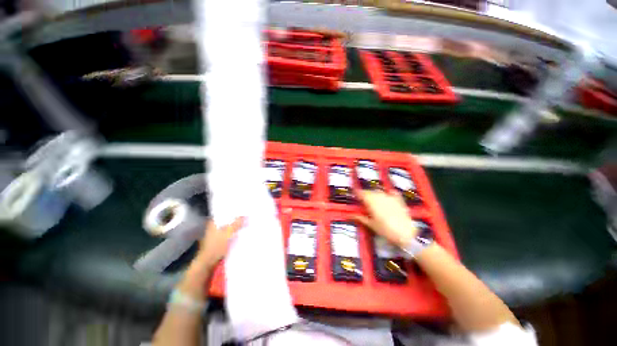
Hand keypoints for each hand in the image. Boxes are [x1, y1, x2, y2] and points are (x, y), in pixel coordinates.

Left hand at [179, 217, 244, 298]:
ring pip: (228, 228)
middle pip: (226, 220)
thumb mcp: (227, 233)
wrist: (207, 264)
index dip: (231, 210)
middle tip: (247, 215)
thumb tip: (246, 215)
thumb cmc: (215, 246)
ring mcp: (216, 236)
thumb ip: (236, 224)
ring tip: (246, 223)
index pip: (222, 213)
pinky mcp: (219, 243)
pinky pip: (229, 235)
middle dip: (235, 218)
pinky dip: (234, 234)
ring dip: (235, 227)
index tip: (241, 208)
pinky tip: (242, 233)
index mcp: (213, 223)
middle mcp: (213, 228)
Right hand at [354, 190, 416, 247]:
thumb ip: (361, 218)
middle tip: (363, 199)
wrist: (405, 234)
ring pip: (379, 192)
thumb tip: (352, 214)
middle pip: (370, 192)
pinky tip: (387, 195)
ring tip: (373, 199)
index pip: (362, 194)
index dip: (357, 193)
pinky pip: (392, 192)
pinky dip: (388, 193)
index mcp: (372, 203)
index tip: (354, 193)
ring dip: (374, 194)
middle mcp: (380, 197)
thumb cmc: (386, 230)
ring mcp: (390, 198)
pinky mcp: (399, 200)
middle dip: (365, 194)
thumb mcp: (371, 225)